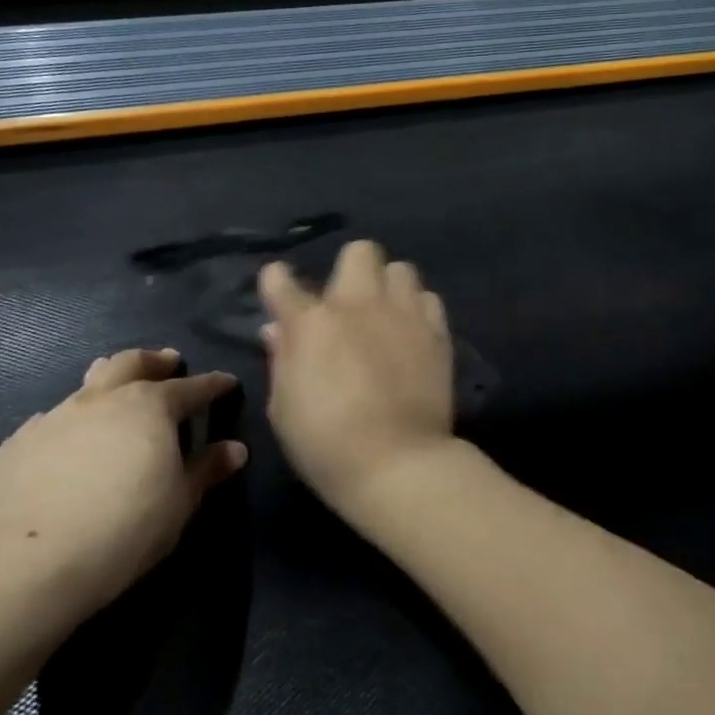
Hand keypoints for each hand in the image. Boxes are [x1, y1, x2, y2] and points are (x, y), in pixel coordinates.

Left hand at [0, 349, 245, 617]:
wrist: (26, 564)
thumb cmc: (125, 528)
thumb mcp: (180, 502)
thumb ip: (206, 470)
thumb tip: (234, 449)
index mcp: (149, 407)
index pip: (191, 388)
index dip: (213, 385)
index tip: (227, 383)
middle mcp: (101, 400)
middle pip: (131, 363)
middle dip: (154, 361)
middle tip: (168, 363)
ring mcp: (53, 419)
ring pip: (86, 387)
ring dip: (108, 385)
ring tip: (116, 394)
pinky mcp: (14, 446)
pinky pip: (49, 422)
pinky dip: (70, 424)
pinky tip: (68, 443)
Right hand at [259, 240, 455, 514]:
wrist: (398, 463)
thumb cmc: (327, 445)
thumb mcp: (284, 409)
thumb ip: (282, 360)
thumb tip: (278, 330)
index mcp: (311, 324)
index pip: (282, 281)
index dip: (277, 282)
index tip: (280, 288)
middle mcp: (358, 305)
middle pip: (360, 252)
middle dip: (350, 269)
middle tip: (348, 303)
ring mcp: (403, 314)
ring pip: (401, 269)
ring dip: (389, 286)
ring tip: (387, 314)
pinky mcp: (437, 331)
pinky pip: (429, 298)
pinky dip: (418, 309)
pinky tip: (413, 333)